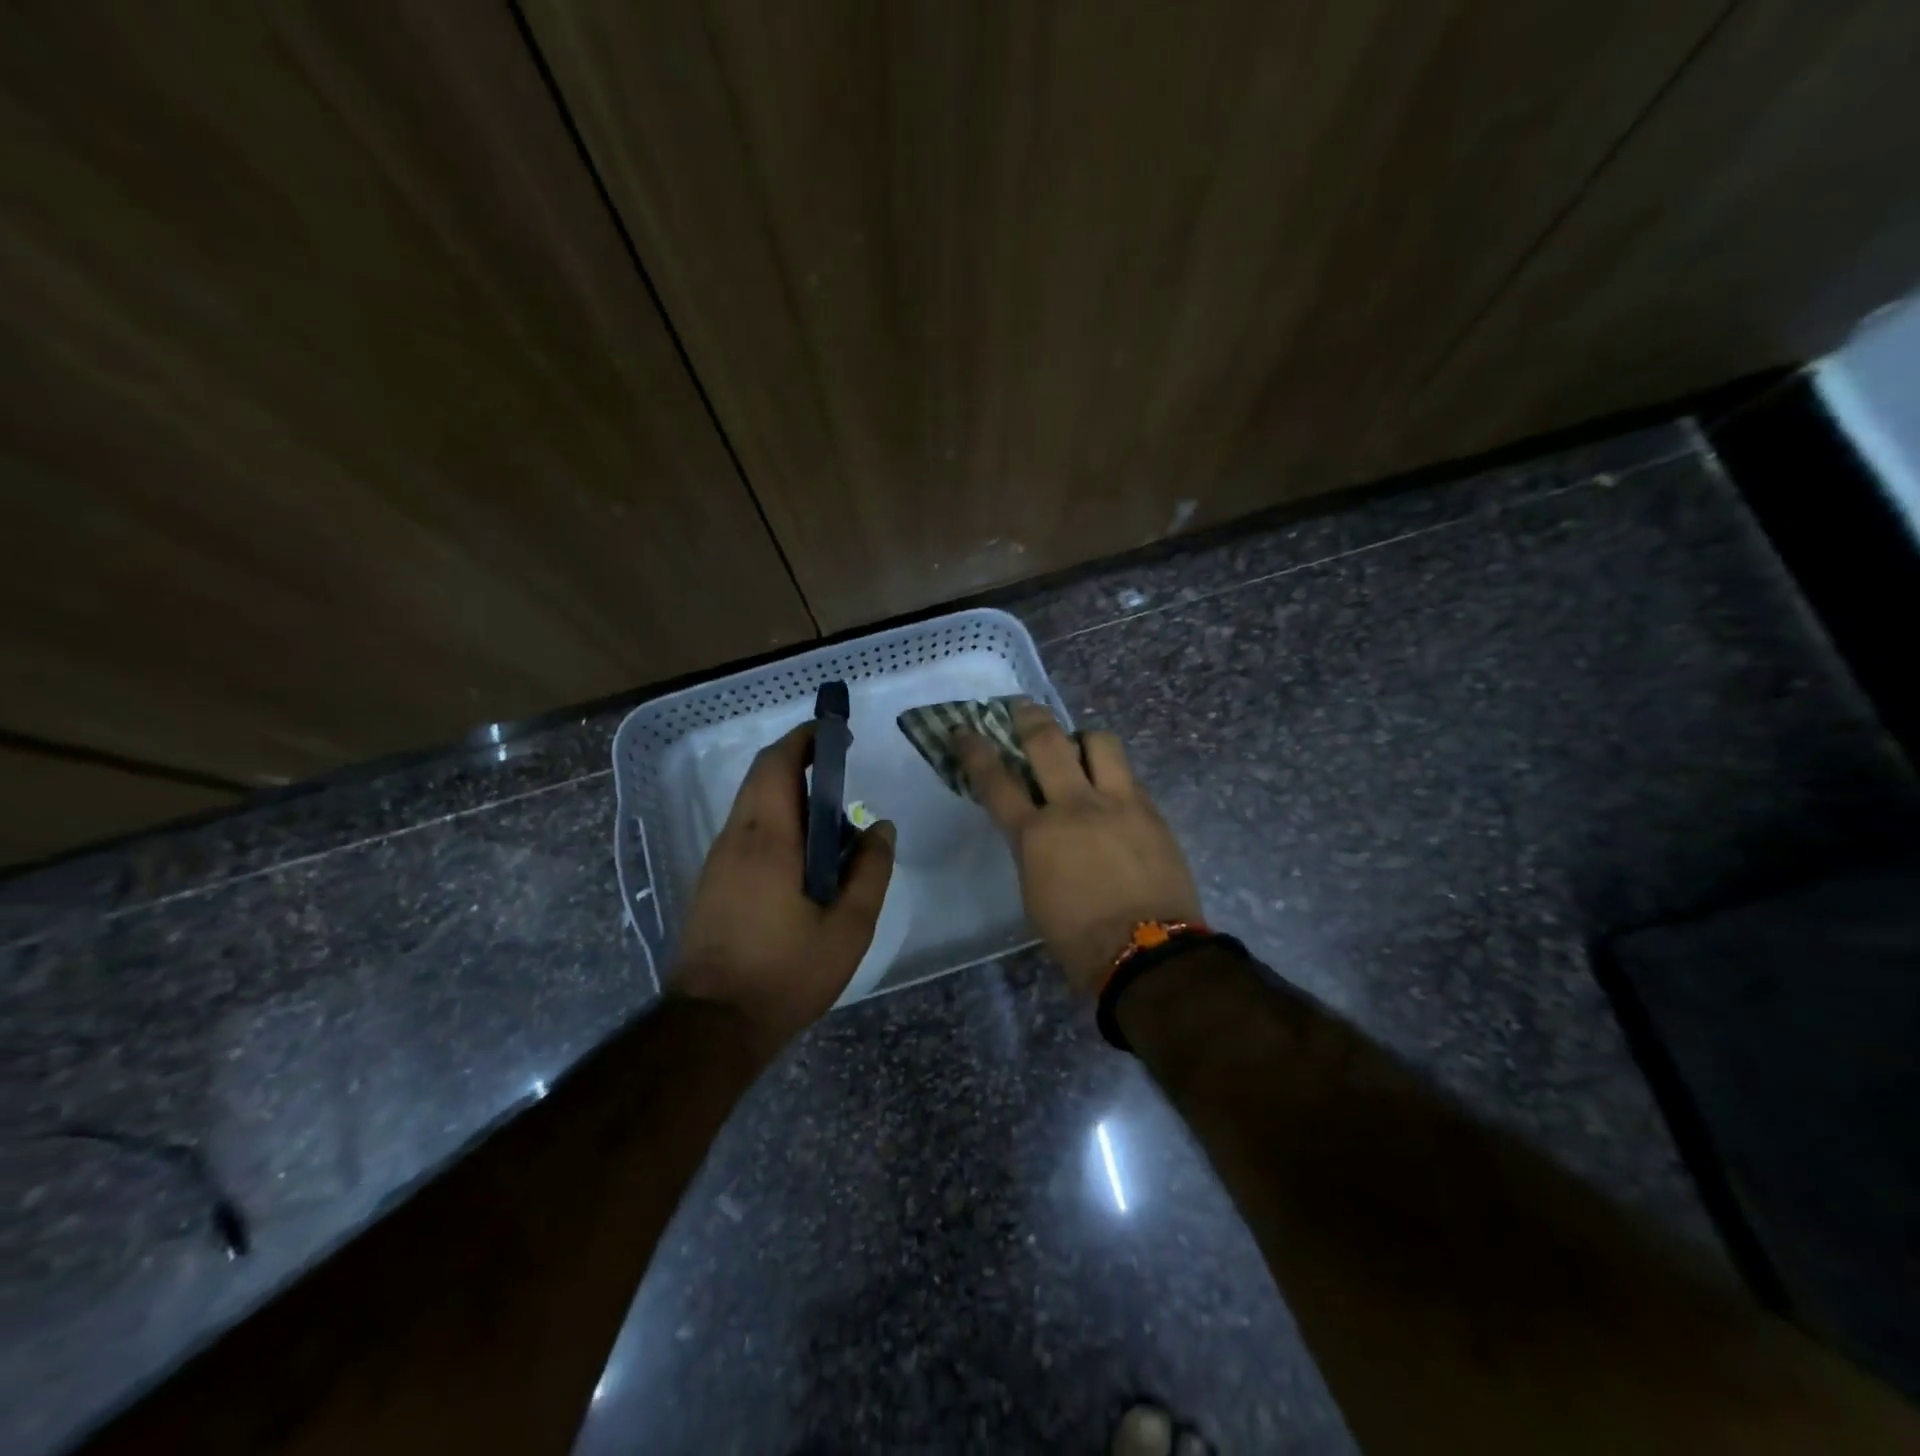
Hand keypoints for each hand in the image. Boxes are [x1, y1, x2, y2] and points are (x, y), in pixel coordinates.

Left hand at [673, 723, 894, 1051]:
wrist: (713, 1025)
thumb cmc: (786, 974)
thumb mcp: (848, 928)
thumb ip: (870, 871)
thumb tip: (881, 828)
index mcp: (767, 839)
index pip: (778, 764)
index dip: (806, 739)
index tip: (836, 732)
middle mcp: (735, 838)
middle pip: (762, 777)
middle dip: (799, 761)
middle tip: (841, 771)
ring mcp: (717, 860)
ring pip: (752, 805)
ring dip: (788, 794)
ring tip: (831, 820)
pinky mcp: (711, 882)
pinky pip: (746, 831)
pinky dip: (775, 821)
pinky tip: (803, 856)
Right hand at [957, 702, 1200, 994]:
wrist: (1147, 954)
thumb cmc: (1078, 938)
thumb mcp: (1035, 892)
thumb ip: (1032, 848)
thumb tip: (1037, 827)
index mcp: (1036, 836)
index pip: (996, 781)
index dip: (976, 751)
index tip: (963, 730)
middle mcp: (1074, 806)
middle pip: (1047, 742)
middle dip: (1029, 717)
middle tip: (1022, 707)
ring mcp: (1118, 803)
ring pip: (1099, 742)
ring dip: (1083, 738)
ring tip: (1080, 747)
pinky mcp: (1151, 810)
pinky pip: (1128, 774)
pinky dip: (1113, 773)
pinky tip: (1112, 787)